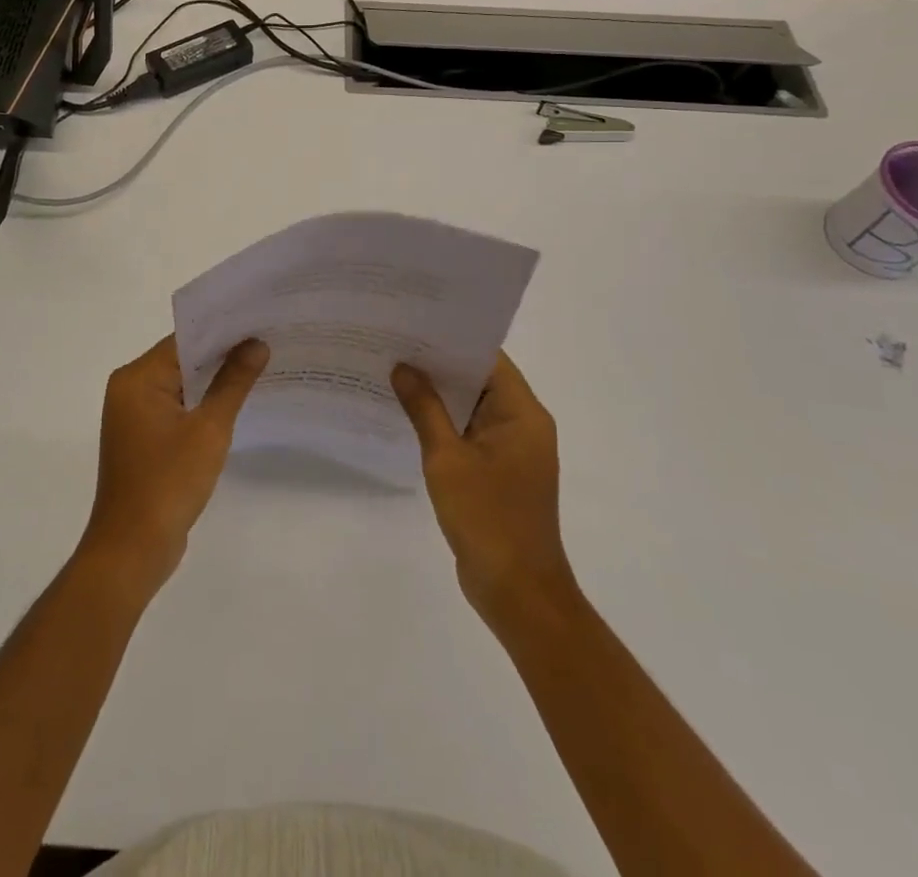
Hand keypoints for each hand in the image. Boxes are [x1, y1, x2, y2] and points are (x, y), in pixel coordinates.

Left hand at [81, 335, 268, 594]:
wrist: (132, 550)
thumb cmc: (168, 483)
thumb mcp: (209, 429)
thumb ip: (233, 382)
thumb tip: (256, 344)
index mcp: (137, 378)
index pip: (184, 340)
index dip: (222, 331)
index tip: (259, 322)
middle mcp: (130, 389)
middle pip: (182, 359)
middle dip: (223, 353)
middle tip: (268, 340)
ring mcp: (134, 415)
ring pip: (181, 384)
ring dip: (214, 379)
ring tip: (261, 365)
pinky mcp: (143, 437)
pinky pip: (177, 407)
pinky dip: (202, 403)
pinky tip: (236, 402)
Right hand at [392, 353, 576, 630]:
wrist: (518, 592)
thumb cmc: (488, 519)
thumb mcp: (448, 459)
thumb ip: (424, 409)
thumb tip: (403, 367)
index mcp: (522, 413)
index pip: (488, 359)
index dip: (452, 340)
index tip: (415, 325)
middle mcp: (523, 424)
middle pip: (480, 380)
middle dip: (439, 365)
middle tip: (395, 344)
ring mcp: (512, 450)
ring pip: (473, 407)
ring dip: (439, 395)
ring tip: (394, 372)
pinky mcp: (499, 472)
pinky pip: (470, 433)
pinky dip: (444, 423)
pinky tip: (409, 416)